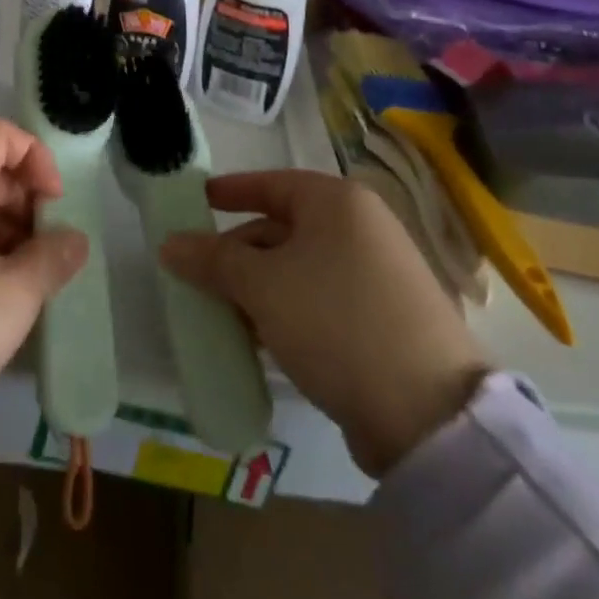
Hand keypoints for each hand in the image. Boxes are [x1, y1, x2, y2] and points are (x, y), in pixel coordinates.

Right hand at [160, 170, 488, 477]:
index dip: (231, 191)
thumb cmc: (335, 321)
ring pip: (301, 268)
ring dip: (260, 288)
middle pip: (284, 228)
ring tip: (225, 316)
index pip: (271, 183)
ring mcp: (379, 273)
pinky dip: (289, 311)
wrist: (429, 415)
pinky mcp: (386, 318)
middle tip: (200, 277)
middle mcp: (362, 227)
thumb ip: (212, 260)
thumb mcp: (262, 286)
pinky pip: (322, 299)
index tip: (197, 201)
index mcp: (337, 202)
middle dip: (239, 253)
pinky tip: (263, 341)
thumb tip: (169, 243)